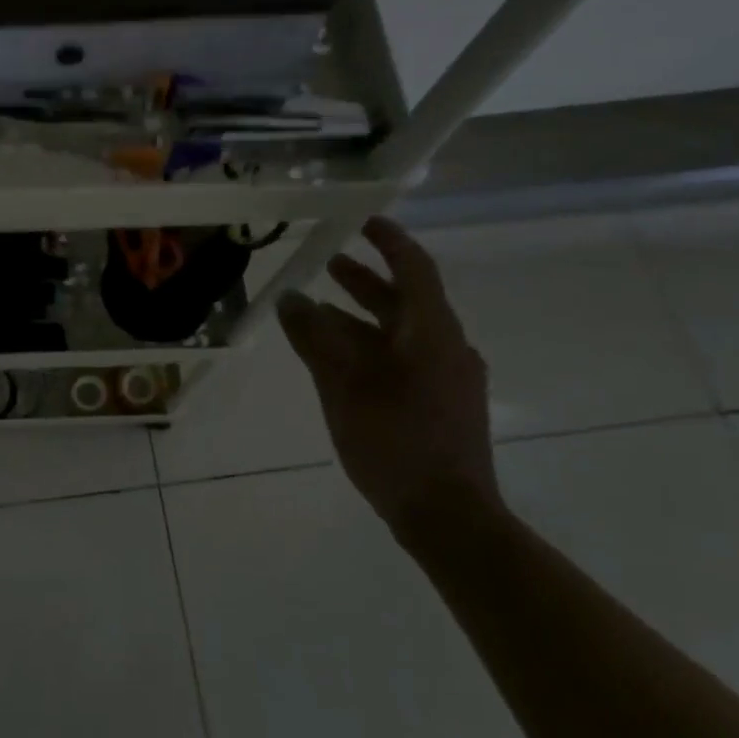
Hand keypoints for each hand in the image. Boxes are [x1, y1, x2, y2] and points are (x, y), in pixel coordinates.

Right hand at [277, 216, 501, 544]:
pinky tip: (339, 363)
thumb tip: (290, 299)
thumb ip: (314, 337)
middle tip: (327, 264)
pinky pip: (403, 360)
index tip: (362, 220)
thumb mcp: (343, 383)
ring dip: (361, 318)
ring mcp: (448, 379)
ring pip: (400, 333)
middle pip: (405, 300)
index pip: (413, 268)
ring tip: (317, 313)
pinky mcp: (441, 406)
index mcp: (432, 332)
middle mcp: (446, 347)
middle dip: (364, 280)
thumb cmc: (396, 440)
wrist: (448, 517)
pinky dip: (370, 348)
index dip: (388, 240)